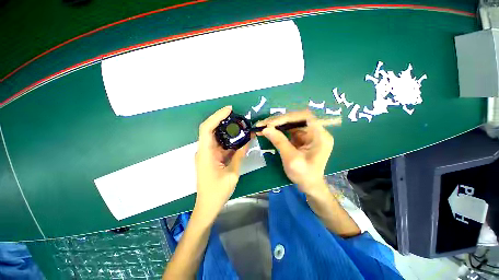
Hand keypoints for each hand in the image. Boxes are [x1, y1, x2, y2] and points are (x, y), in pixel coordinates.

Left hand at [194, 106, 248, 218]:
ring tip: (240, 126)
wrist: (207, 206)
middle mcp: (204, 151)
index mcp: (205, 153)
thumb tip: (247, 141)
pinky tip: (238, 139)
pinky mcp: (211, 158)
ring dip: (227, 131)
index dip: (217, 116)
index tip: (229, 110)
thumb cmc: (218, 192)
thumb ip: (239, 155)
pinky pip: (219, 146)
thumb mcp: (232, 173)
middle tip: (238, 117)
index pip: (207, 128)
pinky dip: (228, 141)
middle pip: (211, 130)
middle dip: (223, 121)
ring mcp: (207, 154)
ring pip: (216, 137)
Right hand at [257, 110, 333, 194]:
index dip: (287, 117)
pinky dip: (278, 129)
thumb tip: (265, 129)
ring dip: (276, 123)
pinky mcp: (302, 137)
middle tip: (263, 123)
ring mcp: (309, 133)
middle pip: (297, 118)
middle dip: (279, 120)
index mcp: (320, 136)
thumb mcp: (291, 159)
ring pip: (291, 122)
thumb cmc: (303, 174)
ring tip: (263, 125)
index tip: (271, 123)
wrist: (309, 185)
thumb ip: (279, 142)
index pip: (305, 117)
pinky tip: (269, 130)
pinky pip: (289, 129)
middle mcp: (316, 131)